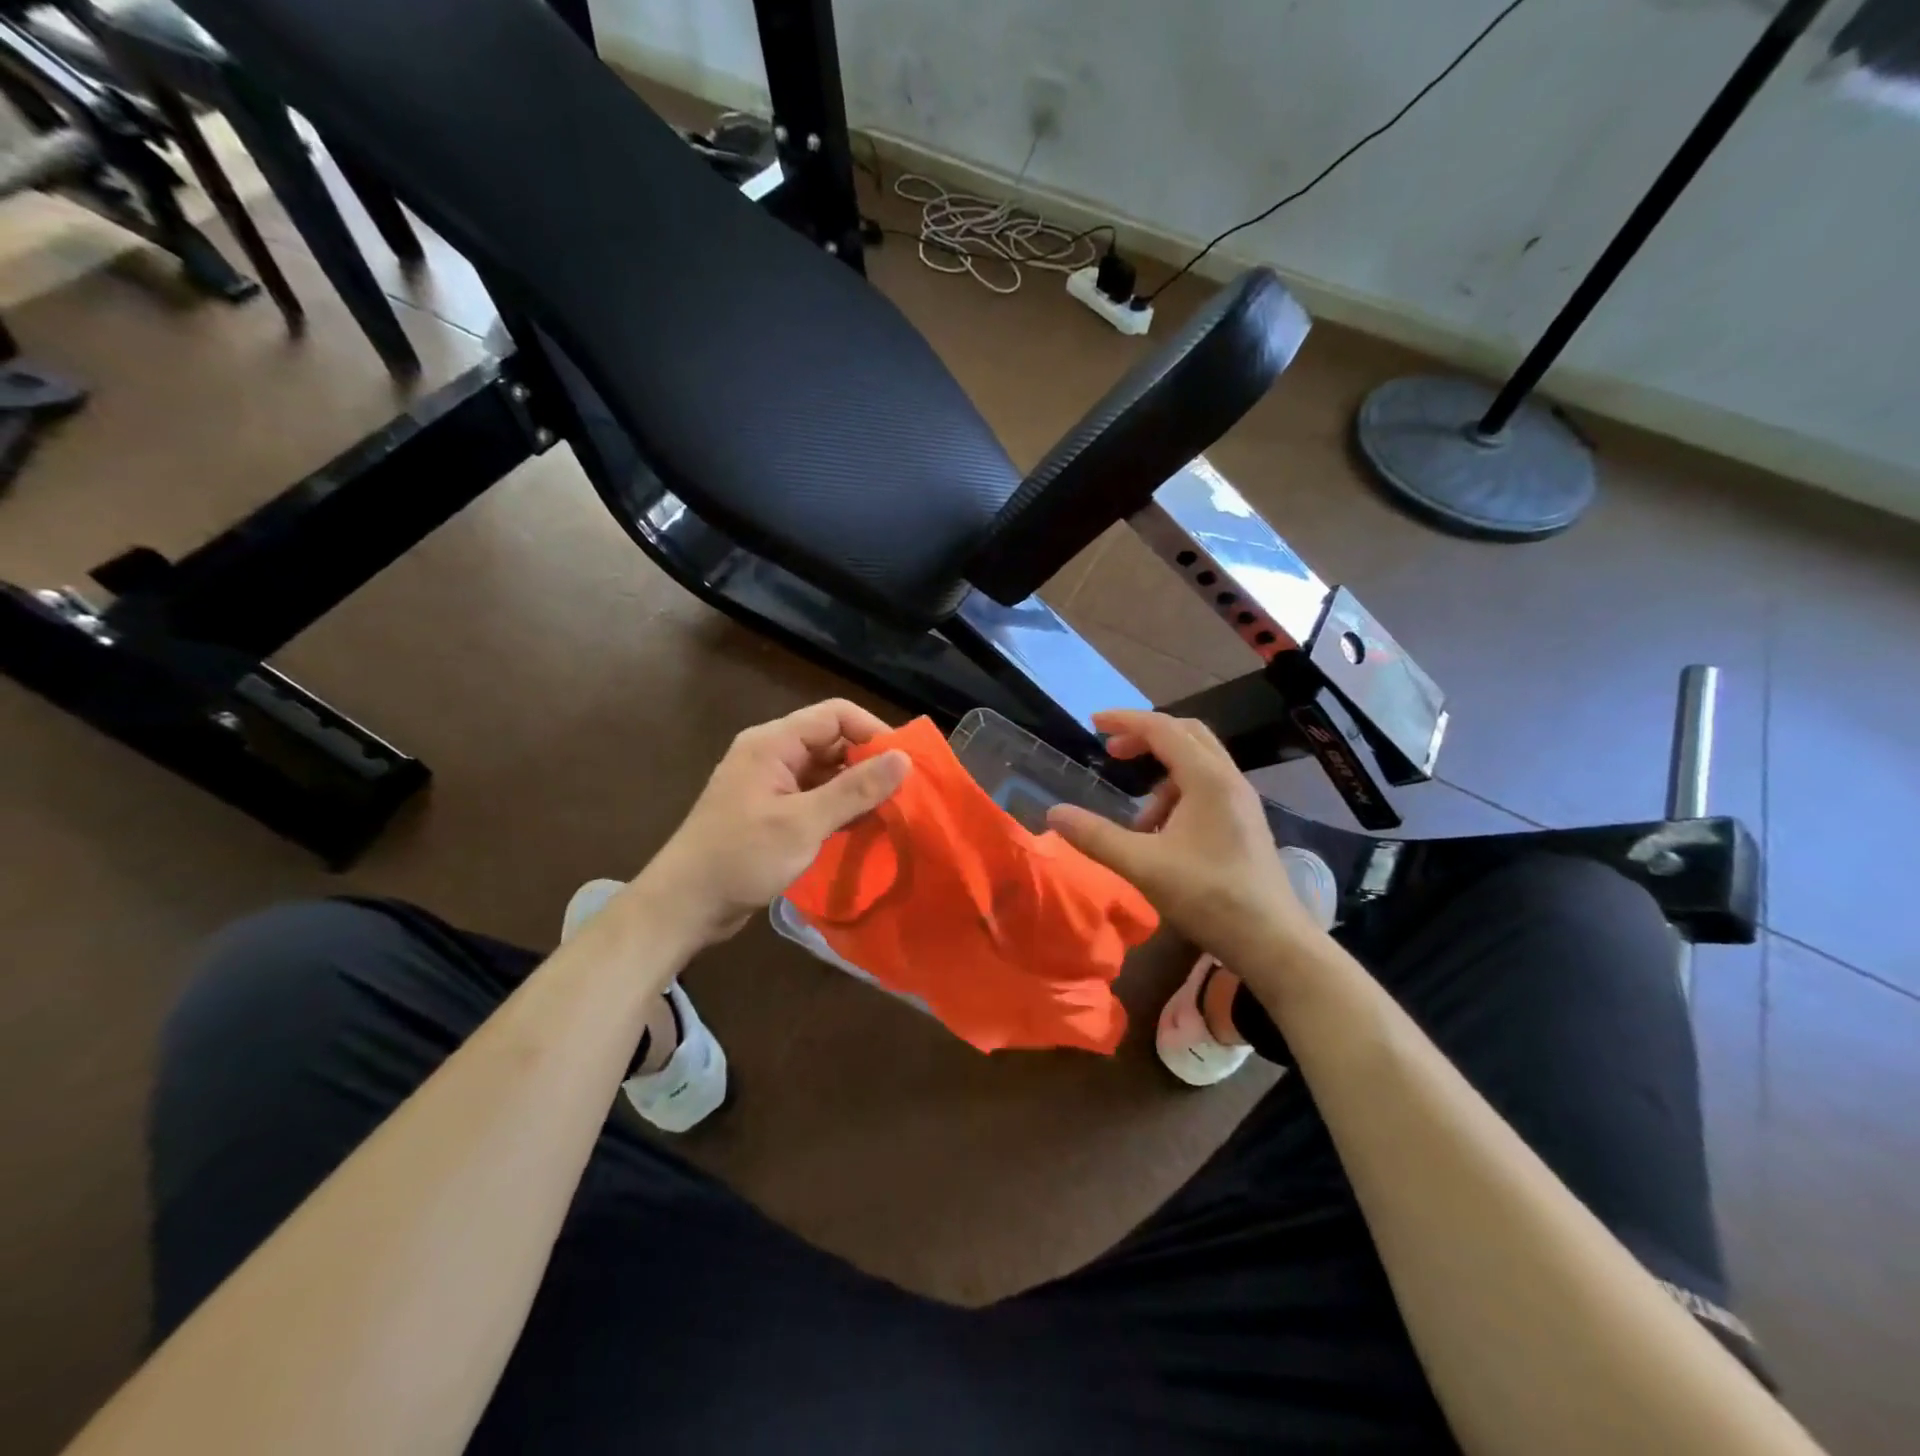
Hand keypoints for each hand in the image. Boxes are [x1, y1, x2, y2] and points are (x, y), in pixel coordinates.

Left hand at [634, 699, 909, 945]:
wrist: (684, 905)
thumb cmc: (741, 857)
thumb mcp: (803, 823)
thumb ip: (855, 790)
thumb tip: (904, 759)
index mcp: (773, 743)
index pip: (836, 715)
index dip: (874, 732)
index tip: (906, 764)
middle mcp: (773, 755)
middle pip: (833, 741)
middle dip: (870, 762)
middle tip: (906, 791)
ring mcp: (772, 784)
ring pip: (827, 771)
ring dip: (858, 788)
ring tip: (893, 811)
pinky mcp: (773, 812)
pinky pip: (816, 797)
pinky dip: (841, 808)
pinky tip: (865, 827)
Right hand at [1046, 710, 1321, 967]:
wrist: (1273, 942)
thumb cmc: (1209, 897)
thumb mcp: (1143, 866)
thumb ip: (1096, 837)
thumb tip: (1053, 814)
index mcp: (1207, 779)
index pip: (1162, 729)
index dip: (1125, 721)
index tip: (1093, 724)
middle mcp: (1229, 780)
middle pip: (1186, 734)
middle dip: (1145, 738)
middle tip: (1112, 754)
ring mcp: (1241, 801)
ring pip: (1197, 763)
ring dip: (1161, 774)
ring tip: (1137, 819)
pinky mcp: (1245, 823)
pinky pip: (1206, 787)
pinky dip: (1177, 794)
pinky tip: (1163, 836)